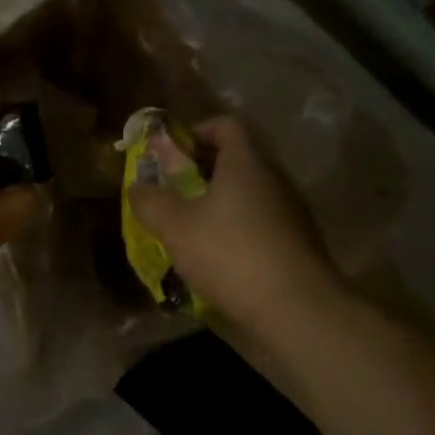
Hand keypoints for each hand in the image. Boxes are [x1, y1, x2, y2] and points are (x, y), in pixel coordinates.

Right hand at [128, 115, 334, 329]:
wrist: (298, 310)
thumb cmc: (231, 254)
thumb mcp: (175, 227)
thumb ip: (150, 201)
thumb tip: (137, 186)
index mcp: (246, 162)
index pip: (225, 124)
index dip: (195, 132)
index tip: (170, 156)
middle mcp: (273, 178)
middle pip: (236, 159)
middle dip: (200, 172)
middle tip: (171, 195)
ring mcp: (291, 211)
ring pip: (248, 193)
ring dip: (218, 204)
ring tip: (190, 230)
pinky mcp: (298, 243)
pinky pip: (260, 222)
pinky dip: (237, 229)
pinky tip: (218, 258)